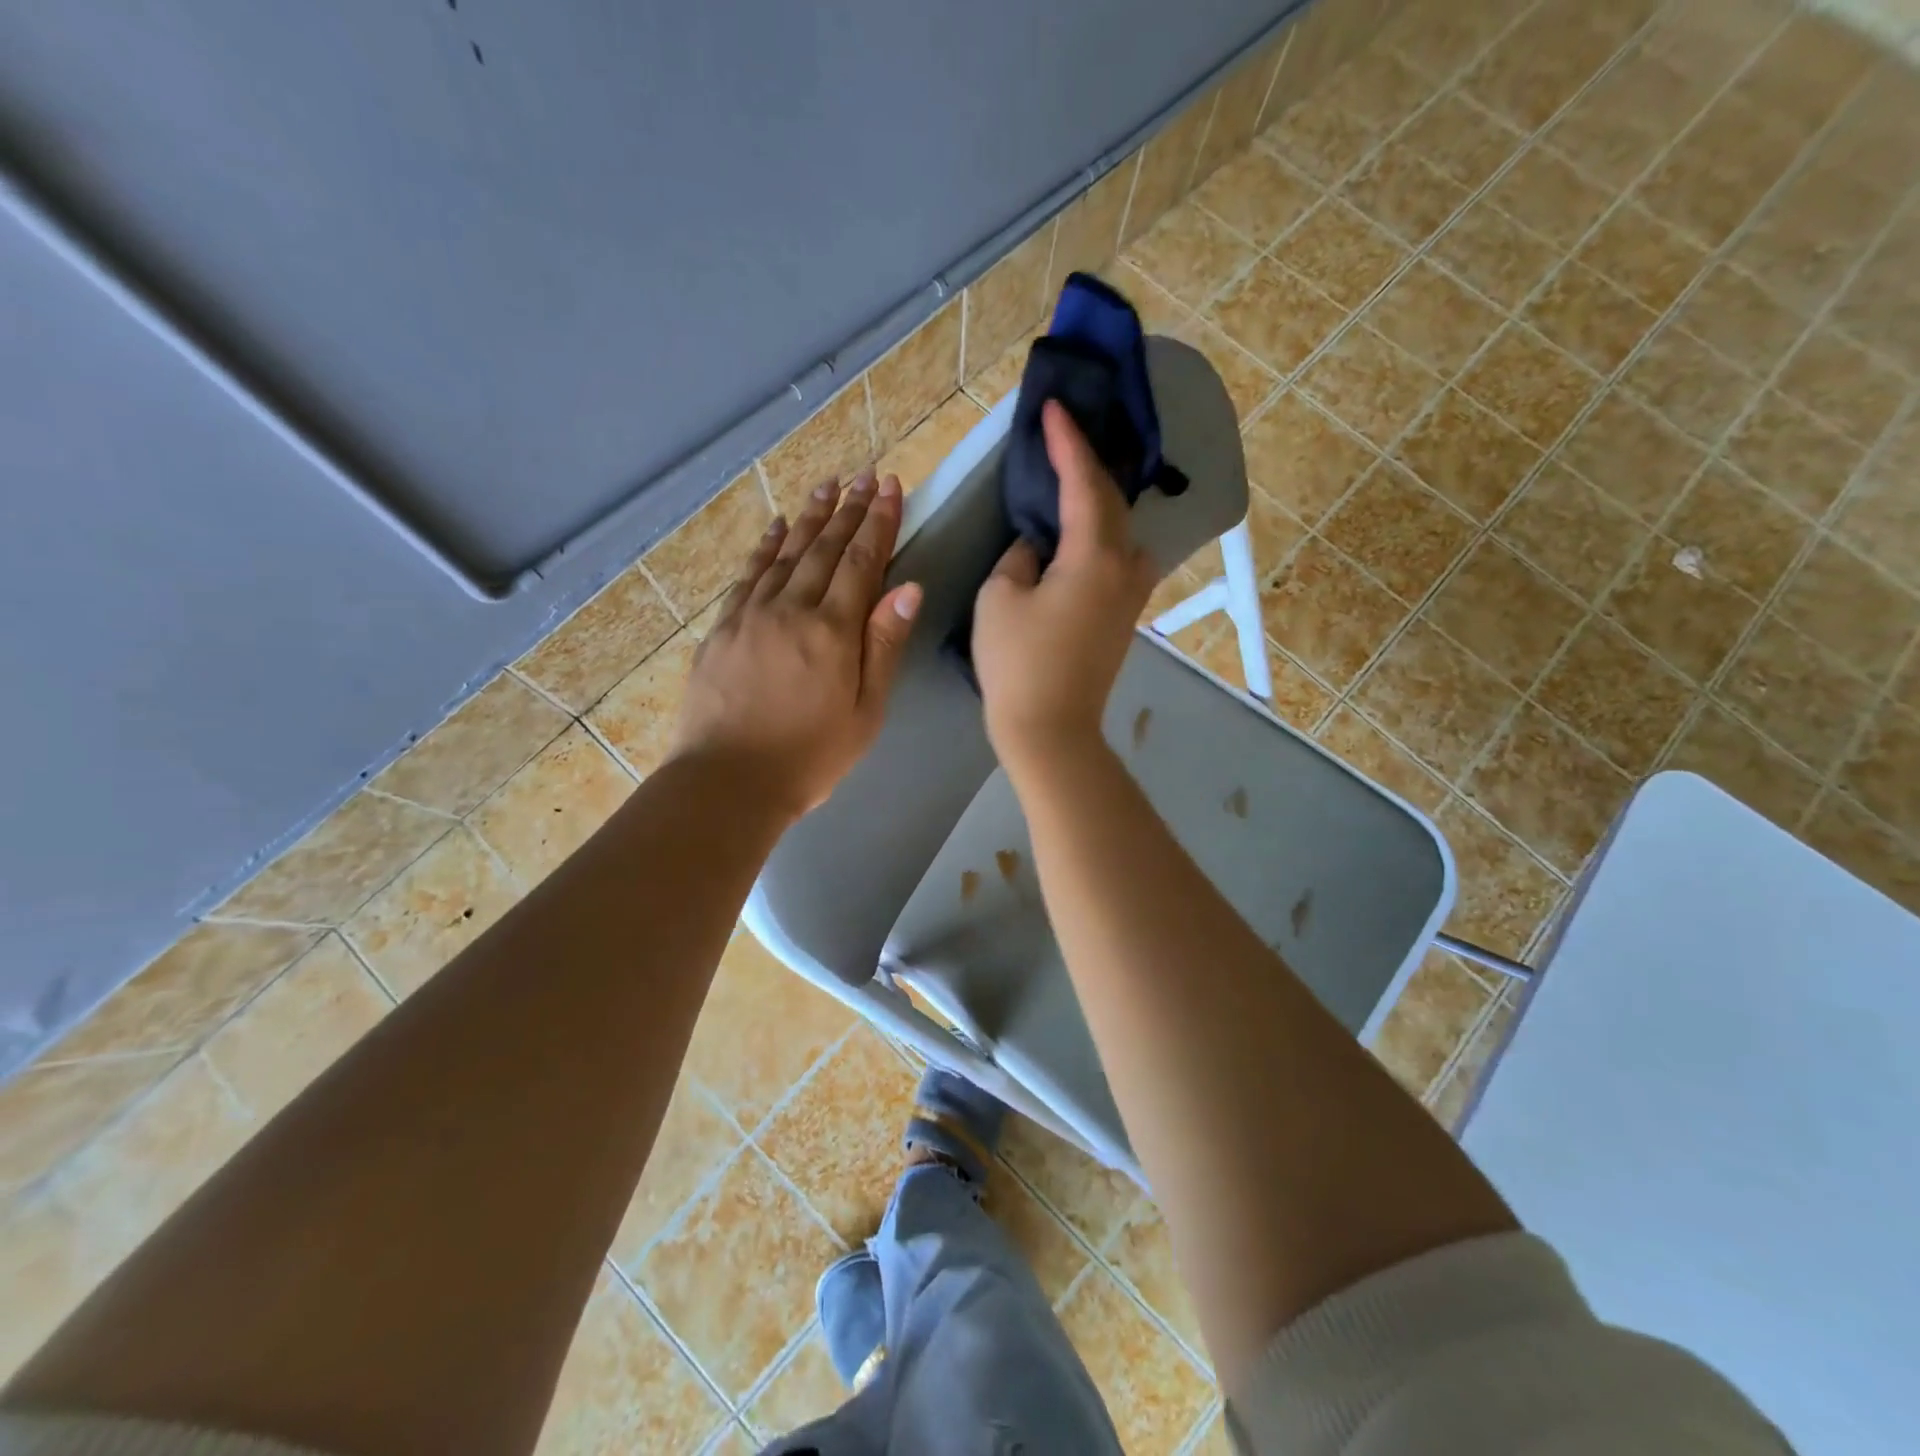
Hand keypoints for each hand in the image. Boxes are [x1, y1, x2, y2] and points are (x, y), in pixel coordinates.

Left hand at [669, 471, 920, 819]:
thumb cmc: (811, 755)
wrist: (728, 781)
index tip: (889, 487)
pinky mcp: (723, 627)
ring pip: (786, 553)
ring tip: (826, 487)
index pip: (862, 562)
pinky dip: (765, 547)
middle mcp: (791, 608)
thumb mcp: (866, 711)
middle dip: (848, 509)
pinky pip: (748, 575)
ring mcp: (751, 614)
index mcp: (833, 630)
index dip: (878, 522)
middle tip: (863, 475)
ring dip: (808, 518)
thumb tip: (907, 589)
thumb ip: (883, 646)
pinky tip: (775, 528)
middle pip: (825, 548)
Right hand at [973, 401, 1156, 772]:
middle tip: (1064, 432)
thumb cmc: (1019, 663)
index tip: (1054, 407)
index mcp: (1095, 555)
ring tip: (1074, 476)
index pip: (1083, 482)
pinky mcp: (1124, 615)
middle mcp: (1126, 566)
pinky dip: (1100, 532)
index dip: (1067, 442)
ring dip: (1098, 499)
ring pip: (1119, 529)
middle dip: (1087, 463)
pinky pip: (1117, 556)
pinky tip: (1082, 528)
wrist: (1051, 729)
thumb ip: (1020, 556)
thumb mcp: (1001, 597)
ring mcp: (1131, 593)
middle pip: (1110, 500)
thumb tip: (1038, 545)